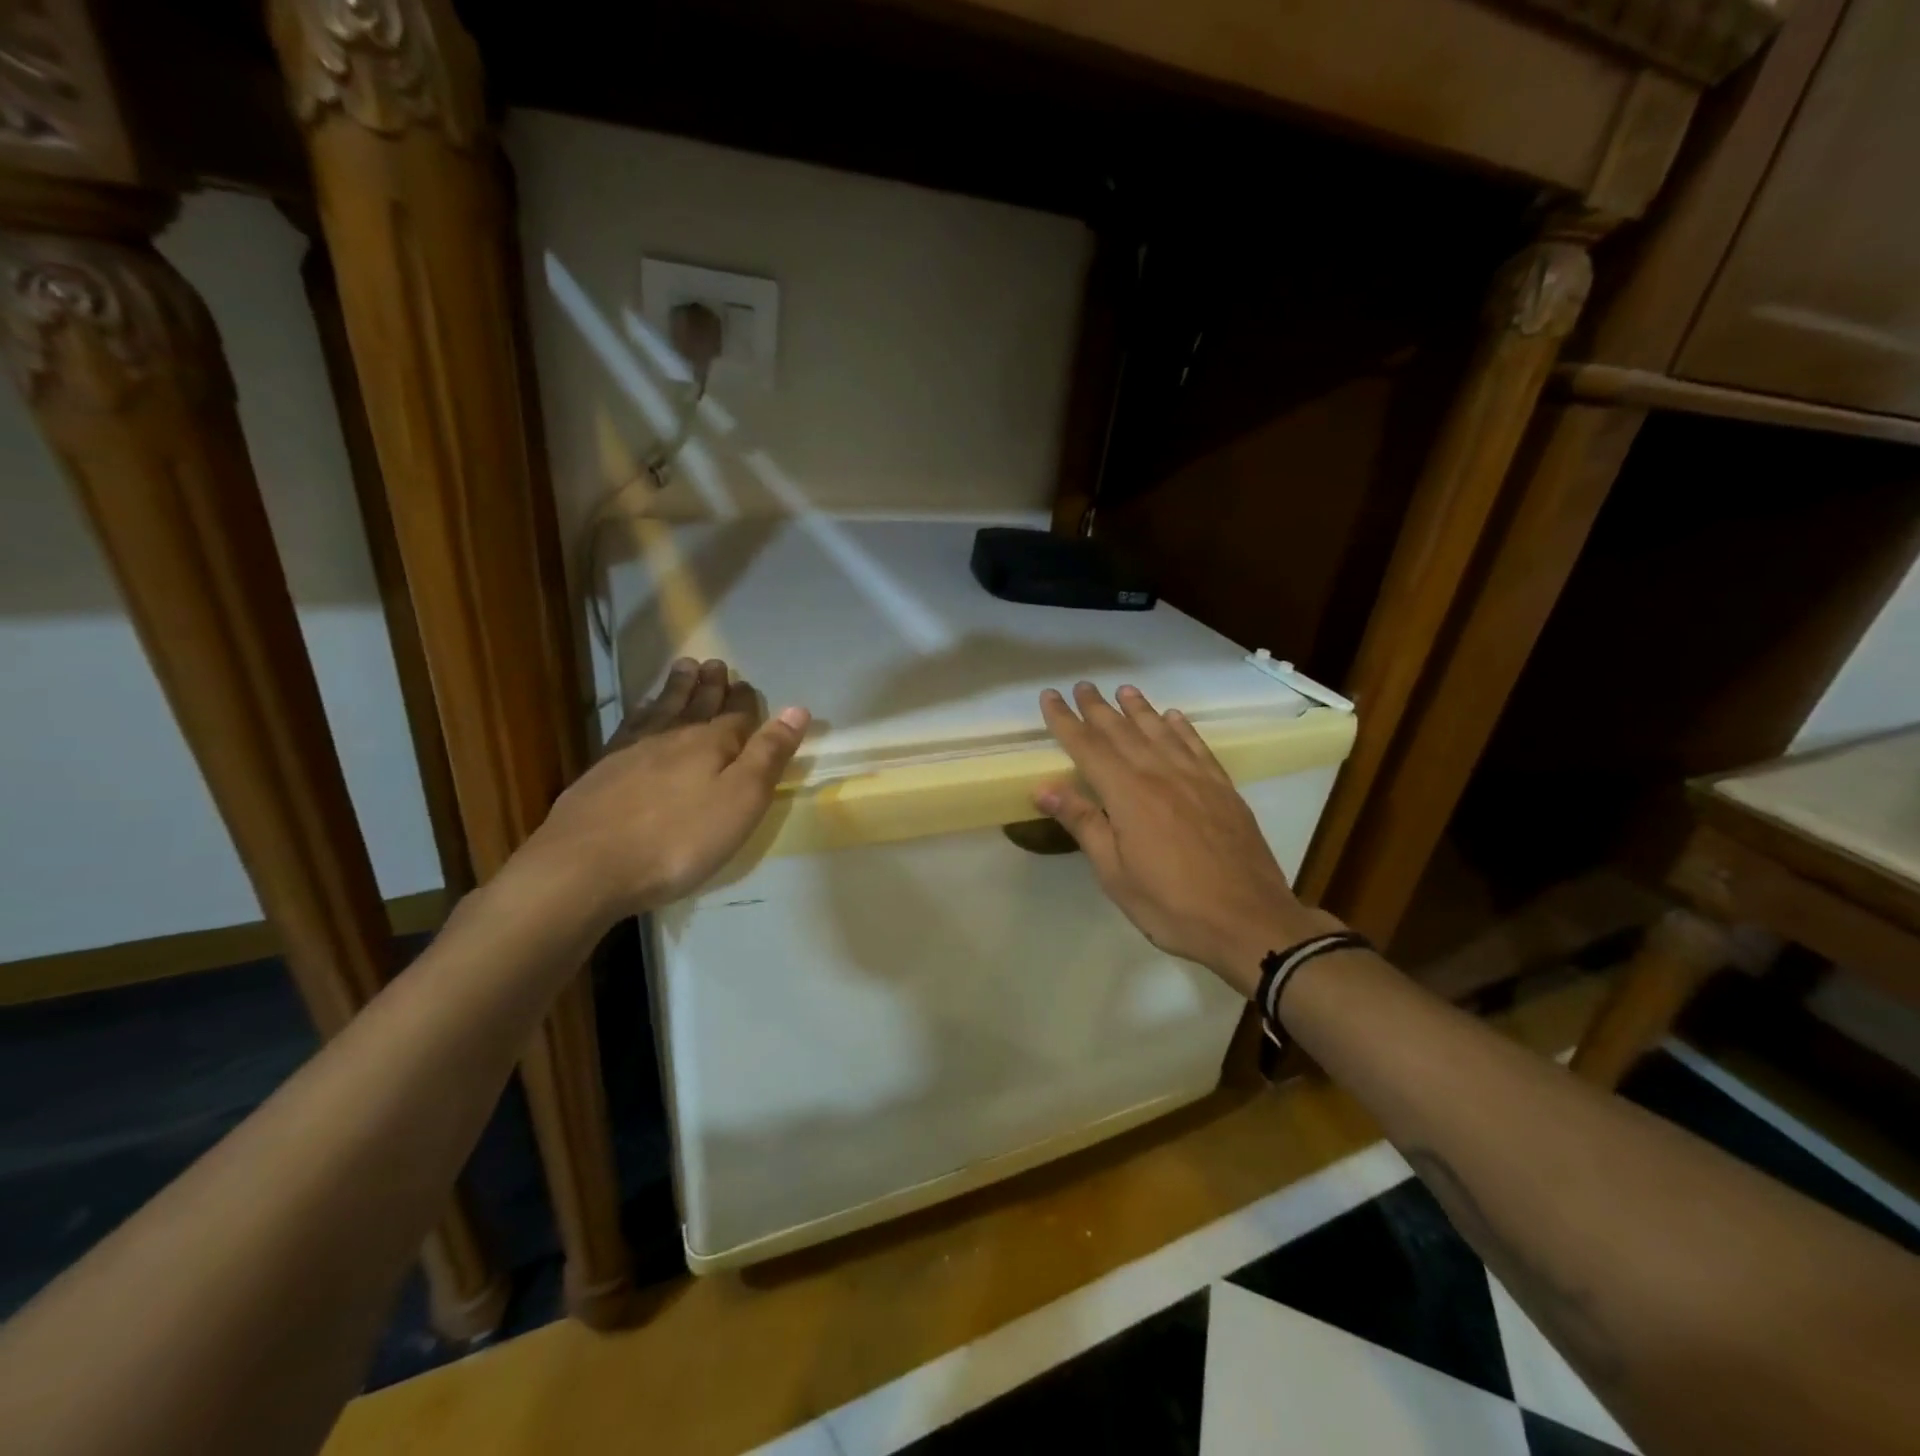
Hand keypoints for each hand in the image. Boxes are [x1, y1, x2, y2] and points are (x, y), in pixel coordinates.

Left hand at [528, 658, 809, 921]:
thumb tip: (797, 709)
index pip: (737, 716)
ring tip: (684, 668)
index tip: (748, 684)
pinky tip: (640, 712)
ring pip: (662, 709)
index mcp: (713, 745)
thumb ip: (769, 755)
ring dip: (676, 689)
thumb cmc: (679, 840)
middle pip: (697, 705)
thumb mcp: (741, 801)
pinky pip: (629, 726)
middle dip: (710, 686)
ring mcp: (633, 751)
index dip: (745, 700)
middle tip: (715, 664)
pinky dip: (640, 712)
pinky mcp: (602, 770)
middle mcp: (674, 738)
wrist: (586, 865)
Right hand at [1035, 682, 1337, 995]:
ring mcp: (1196, 779)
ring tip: (1124, 690)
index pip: (1088, 748)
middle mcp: (1160, 775)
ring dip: (1139, 709)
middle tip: (1081, 686)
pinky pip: (1198, 747)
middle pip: (1122, 732)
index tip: (1049, 697)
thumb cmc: (1171, 905)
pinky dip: (1182, 728)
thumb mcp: (1115, 873)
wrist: (1249, 921)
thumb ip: (1083, 823)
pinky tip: (1174, 717)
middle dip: (1098, 708)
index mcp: (1128, 795)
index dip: (1065, 721)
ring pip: (1161, 732)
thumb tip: (1043, 788)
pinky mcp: (1223, 789)